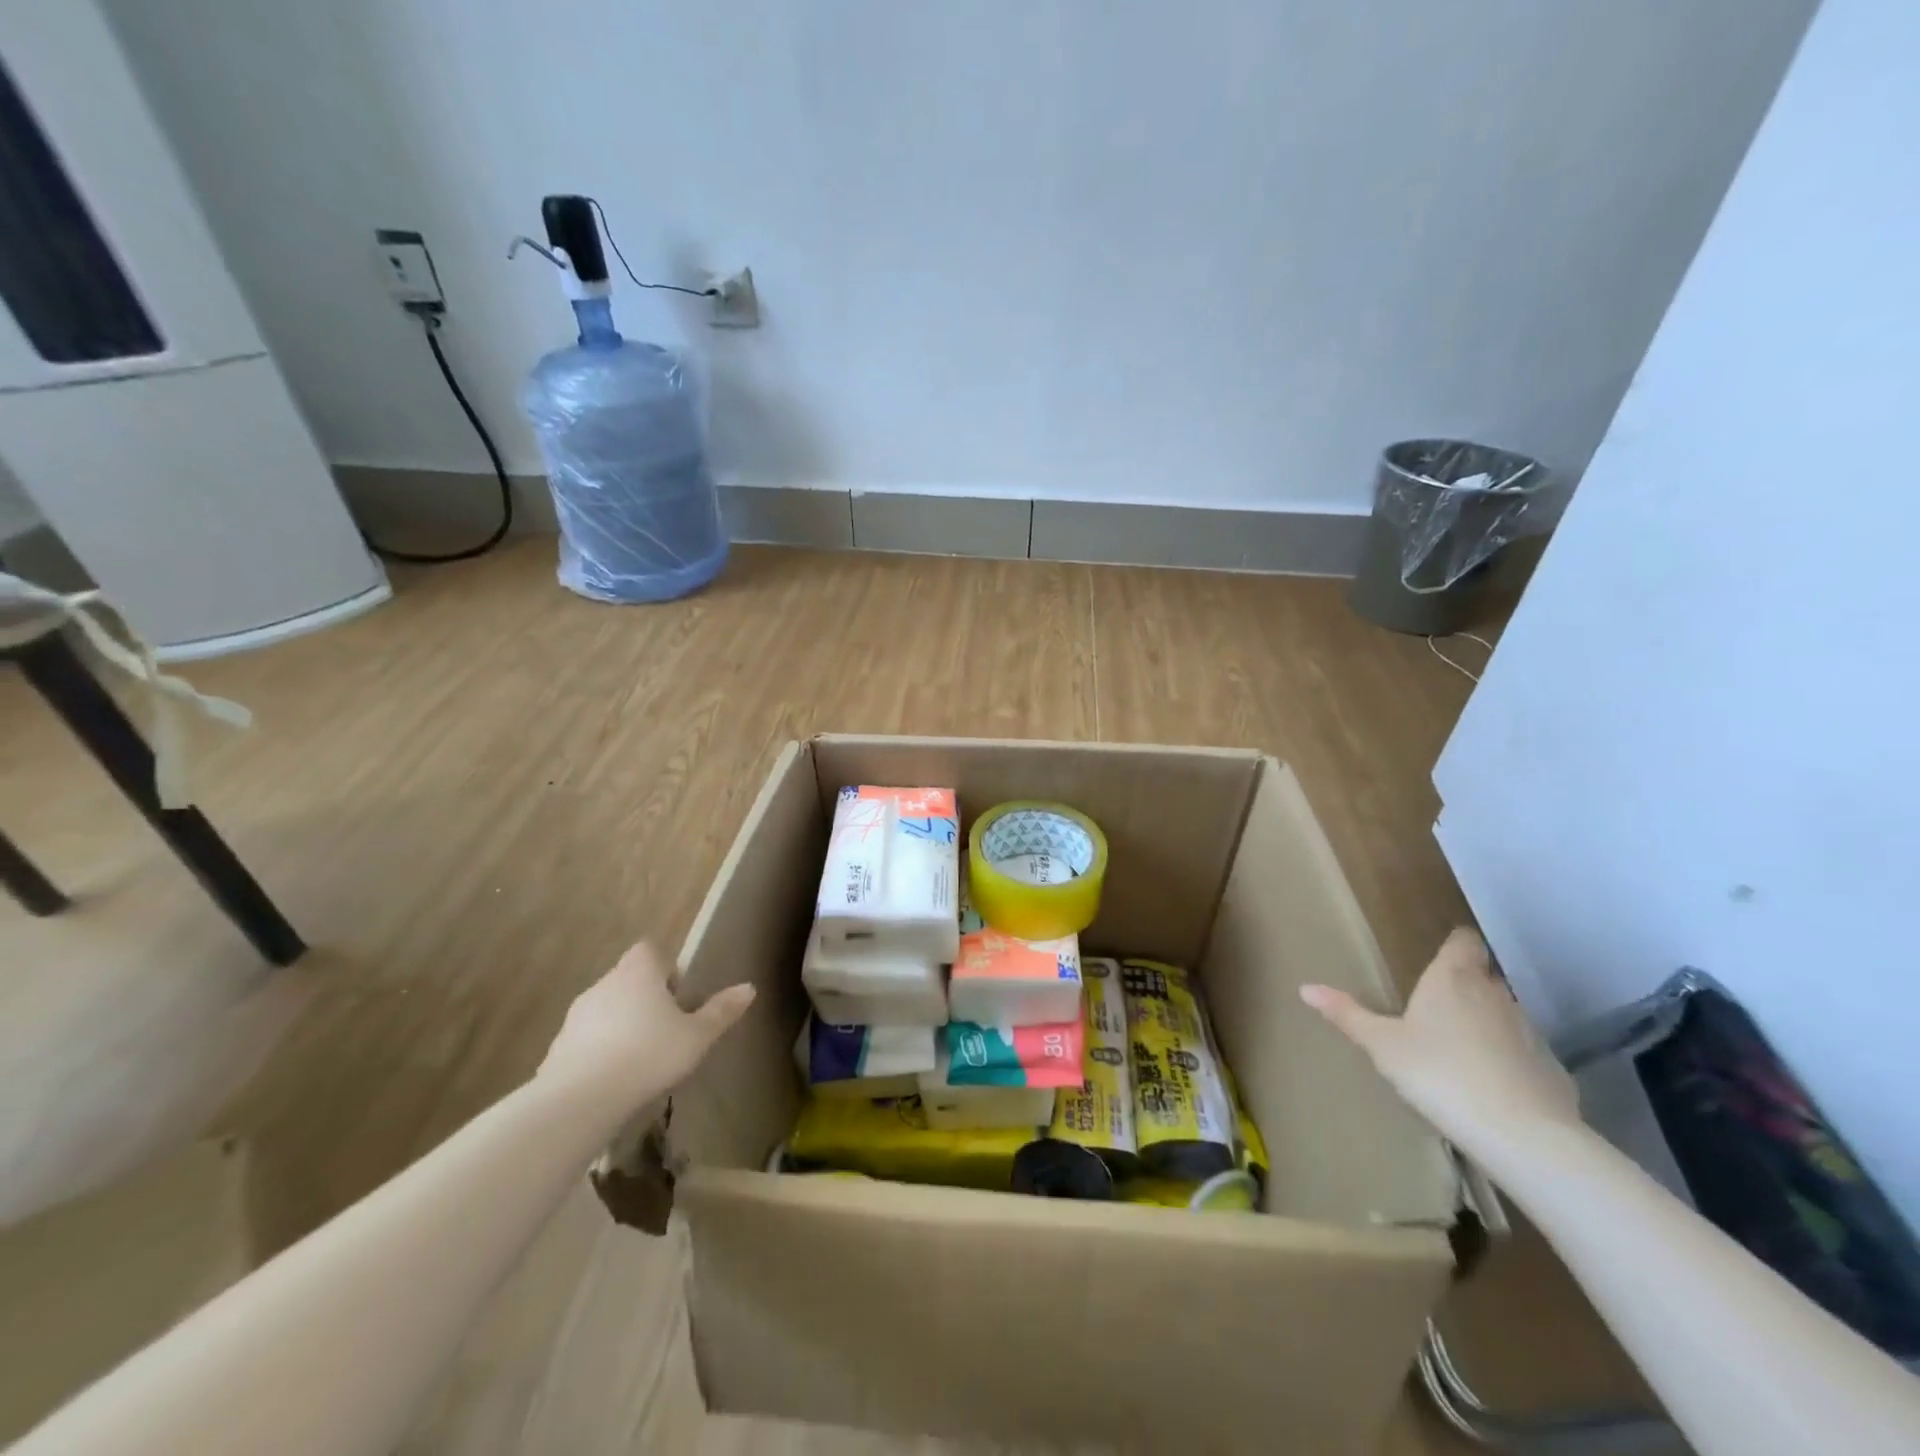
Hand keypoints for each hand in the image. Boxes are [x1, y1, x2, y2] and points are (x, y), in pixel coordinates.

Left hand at [539, 941, 754, 1108]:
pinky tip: (612, 1080)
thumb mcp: (696, 1036)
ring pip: (605, 1009)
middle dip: (644, 1000)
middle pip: (627, 980)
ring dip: (619, 1025)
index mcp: (638, 973)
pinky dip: (598, 1050)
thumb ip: (721, 1011)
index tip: (677, 997)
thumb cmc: (648, 1055)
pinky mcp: (557, 1047)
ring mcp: (576, 1015)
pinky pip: (585, 1039)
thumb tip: (749, 987)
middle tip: (664, 1031)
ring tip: (639, 1058)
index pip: (649, 951)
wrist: (579, 1100)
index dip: (664, 968)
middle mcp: (604, 983)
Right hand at [1299, 928, 1579, 1152]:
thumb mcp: (1381, 1045)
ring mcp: (1530, 1030)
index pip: (1464, 940)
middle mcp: (1495, 993)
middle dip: (1464, 986)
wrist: (1521, 1134)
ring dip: (1486, 1023)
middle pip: (1483, 977)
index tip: (1439, 955)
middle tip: (1435, 1009)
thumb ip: (1347, 1014)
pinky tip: (1492, 1086)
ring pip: (1504, 1014)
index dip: (1454, 944)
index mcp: (1453, 978)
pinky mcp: (1553, 1068)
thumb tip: (1305, 988)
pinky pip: (1525, 1053)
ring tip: (1460, 1050)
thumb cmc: (1439, 1073)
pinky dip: (1509, 1060)